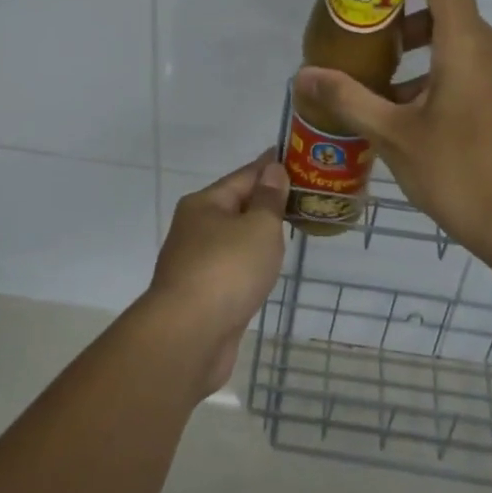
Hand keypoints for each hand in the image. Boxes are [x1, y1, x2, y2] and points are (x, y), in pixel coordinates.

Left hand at [141, 152, 289, 395]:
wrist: (190, 335)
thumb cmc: (227, 270)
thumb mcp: (258, 227)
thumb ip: (268, 200)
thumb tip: (272, 170)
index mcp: (204, 204)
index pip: (244, 176)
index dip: (269, 166)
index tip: (294, 157)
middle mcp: (195, 228)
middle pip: (235, 206)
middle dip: (265, 201)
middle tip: (302, 196)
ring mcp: (195, 263)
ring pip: (233, 239)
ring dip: (257, 234)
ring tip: (289, 229)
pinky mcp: (202, 294)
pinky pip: (232, 267)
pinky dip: (250, 263)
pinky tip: (265, 268)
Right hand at [293, 0, 491, 265]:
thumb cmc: (459, 172)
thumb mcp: (393, 135)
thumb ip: (348, 98)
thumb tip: (304, 75)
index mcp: (468, 45)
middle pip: (447, 12)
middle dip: (403, 23)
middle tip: (365, 46)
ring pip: (458, 44)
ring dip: (418, 56)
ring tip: (378, 89)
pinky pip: (471, 69)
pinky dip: (438, 76)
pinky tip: (409, 117)